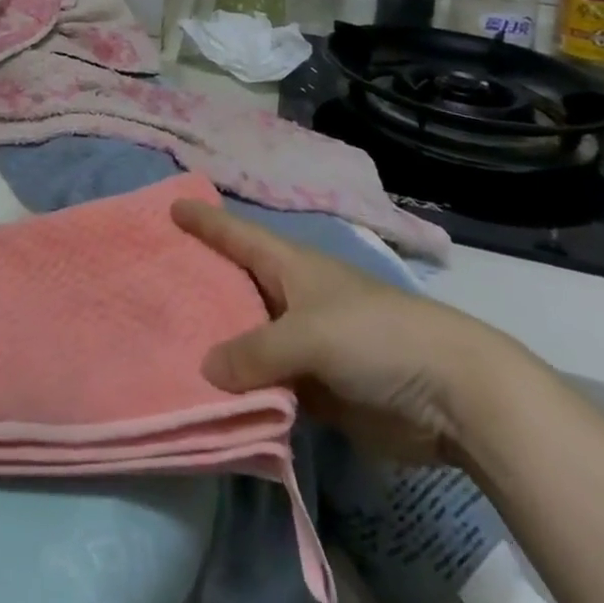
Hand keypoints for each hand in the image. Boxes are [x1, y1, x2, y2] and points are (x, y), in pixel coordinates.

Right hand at [173, 199, 519, 465]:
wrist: (452, 395)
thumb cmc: (375, 336)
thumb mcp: (309, 335)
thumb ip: (255, 352)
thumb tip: (206, 370)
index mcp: (290, 265)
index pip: (236, 234)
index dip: (205, 220)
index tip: (170, 206)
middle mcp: (291, 298)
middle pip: (236, 287)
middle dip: (199, 285)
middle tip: (151, 282)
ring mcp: (304, 345)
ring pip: (248, 340)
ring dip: (218, 345)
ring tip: (167, 343)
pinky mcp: (318, 389)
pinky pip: (268, 385)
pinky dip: (244, 389)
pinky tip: (212, 396)